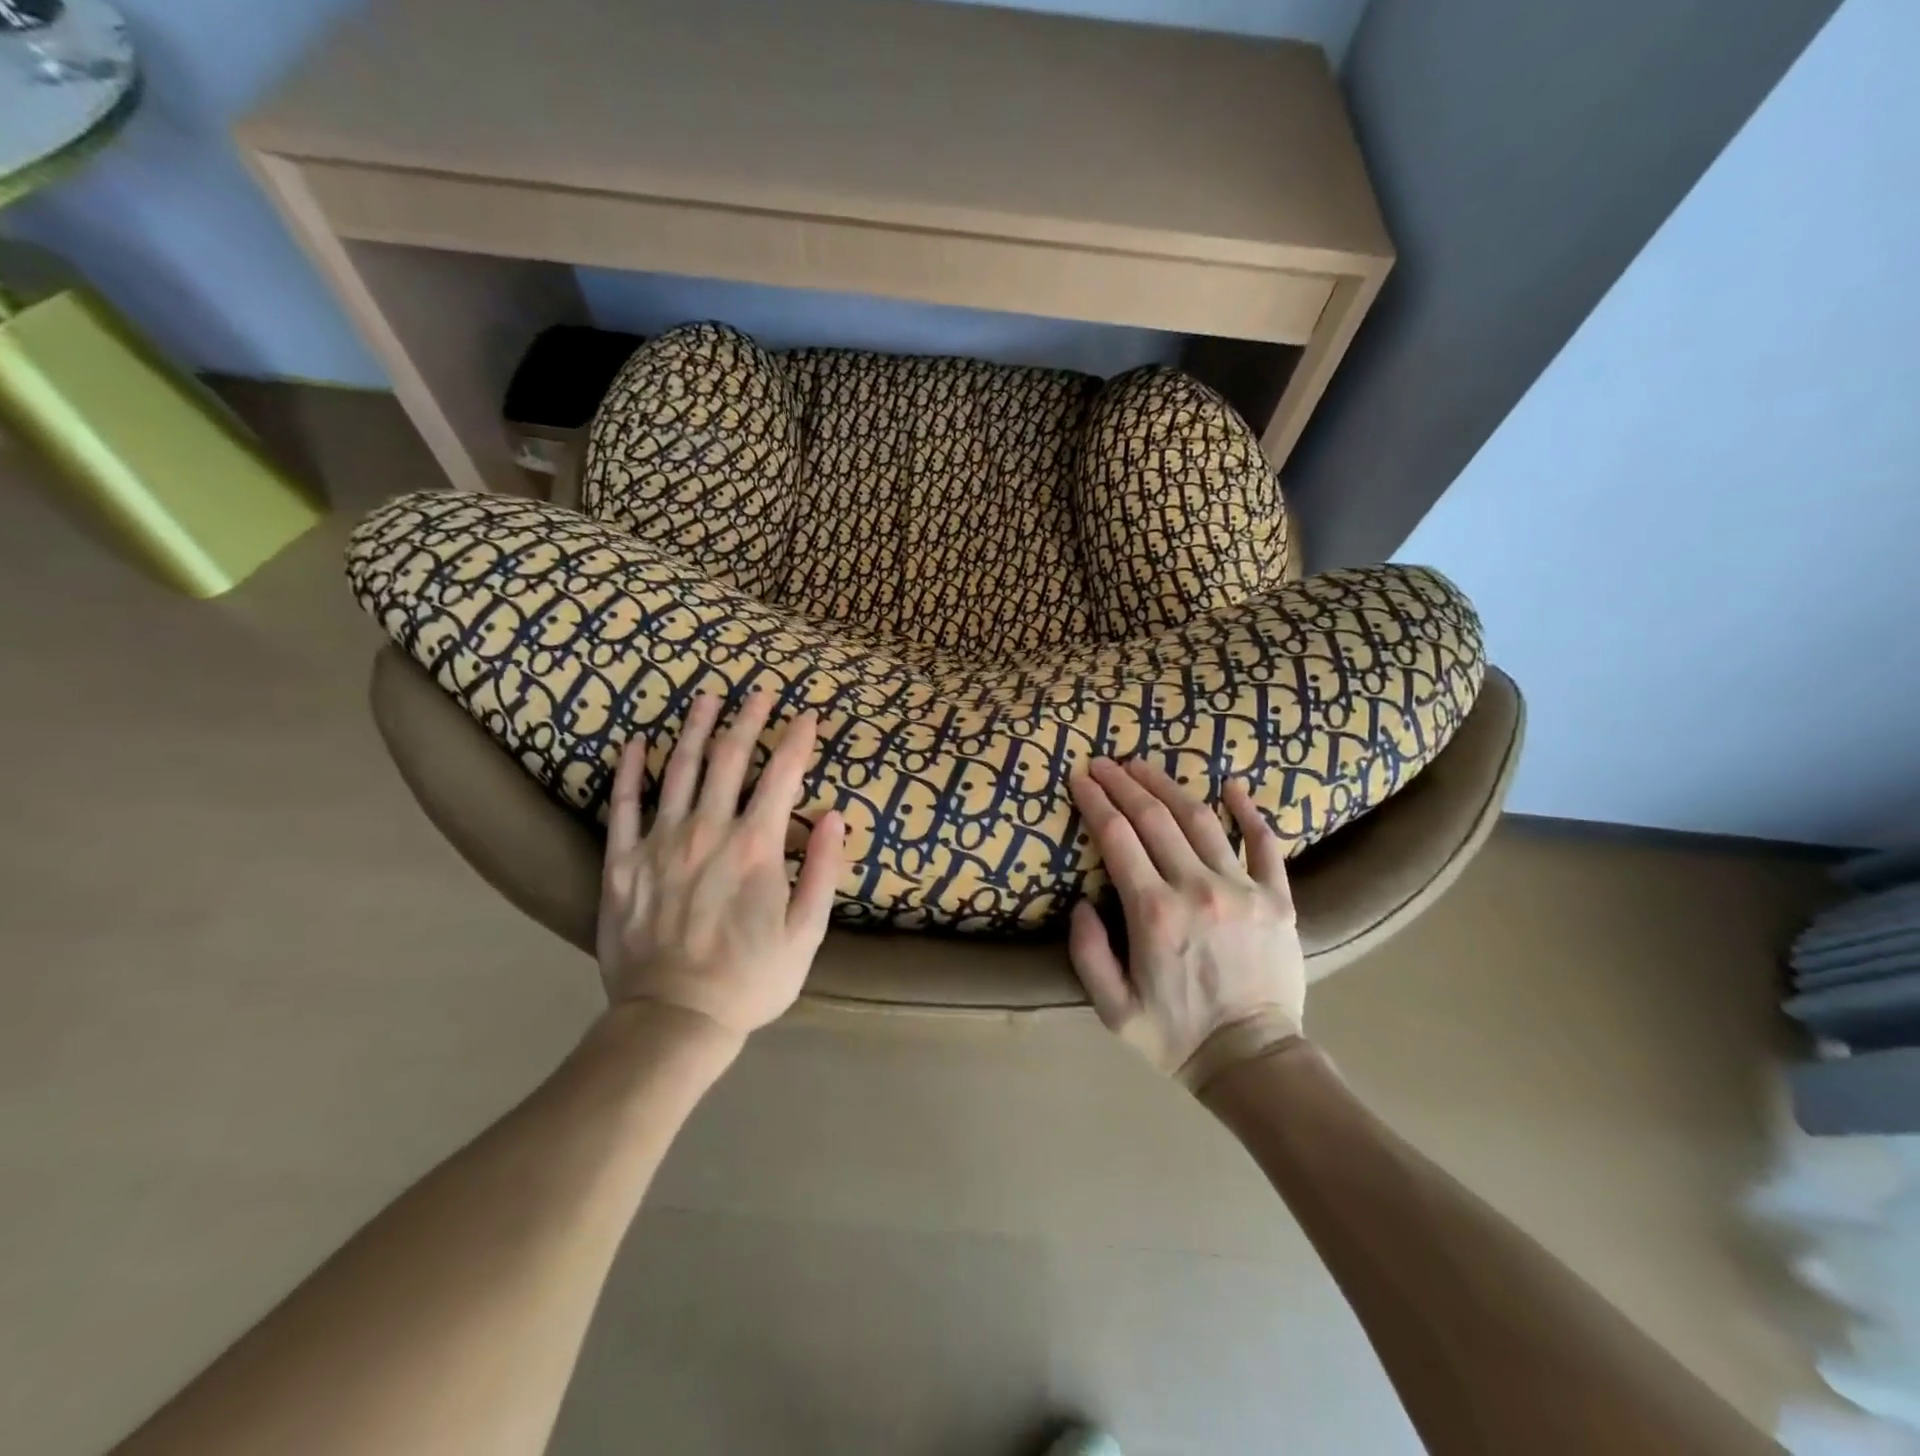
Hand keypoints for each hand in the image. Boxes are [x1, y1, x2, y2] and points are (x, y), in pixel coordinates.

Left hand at [596, 690, 846, 1039]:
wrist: (673, 1020)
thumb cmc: (750, 979)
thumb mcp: (806, 934)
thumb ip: (823, 871)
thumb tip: (834, 816)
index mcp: (756, 847)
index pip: (782, 775)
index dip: (798, 739)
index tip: (808, 715)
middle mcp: (708, 831)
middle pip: (730, 758)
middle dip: (750, 719)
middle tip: (760, 690)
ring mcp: (660, 843)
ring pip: (679, 769)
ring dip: (696, 728)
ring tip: (707, 696)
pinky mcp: (622, 862)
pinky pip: (625, 806)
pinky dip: (632, 771)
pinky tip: (636, 743)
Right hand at [1068, 758, 1305, 1088]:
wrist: (1253, 1061)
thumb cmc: (1175, 1036)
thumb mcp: (1112, 1008)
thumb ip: (1087, 952)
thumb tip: (1080, 902)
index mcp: (1153, 913)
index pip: (1117, 837)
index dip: (1095, 801)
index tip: (1080, 777)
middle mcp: (1196, 889)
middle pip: (1154, 817)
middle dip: (1123, 783)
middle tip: (1104, 762)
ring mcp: (1242, 890)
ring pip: (1200, 819)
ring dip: (1168, 785)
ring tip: (1144, 764)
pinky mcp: (1278, 899)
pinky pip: (1265, 844)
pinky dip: (1249, 811)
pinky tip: (1233, 785)